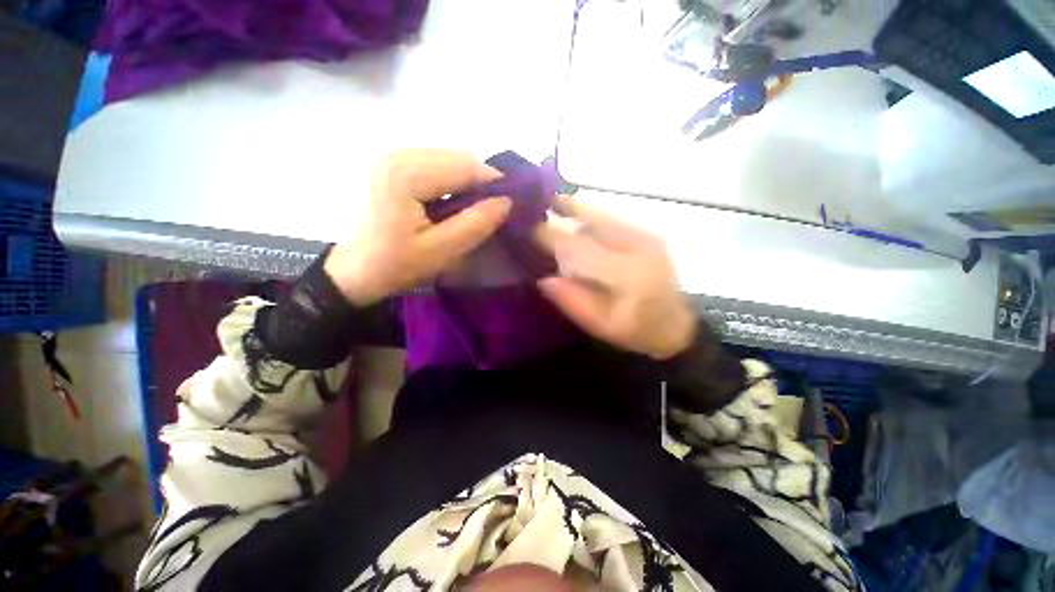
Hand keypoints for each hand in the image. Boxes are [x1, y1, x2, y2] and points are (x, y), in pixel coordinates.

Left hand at [324, 149, 511, 305]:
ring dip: (468, 183)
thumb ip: (476, 224)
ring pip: (451, 160)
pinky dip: (454, 182)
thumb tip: (507, 201)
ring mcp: (395, 156)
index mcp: (407, 174)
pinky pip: (438, 165)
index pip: (466, 167)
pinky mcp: (395, 165)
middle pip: (459, 158)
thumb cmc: (396, 265)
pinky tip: (454, 204)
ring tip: (474, 210)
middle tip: (492, 212)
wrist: (357, 270)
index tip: (509, 207)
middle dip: (481, 183)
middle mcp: (399, 154)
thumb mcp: (442, 251)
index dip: (493, 184)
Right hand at [535, 197, 696, 359]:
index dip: (551, 236)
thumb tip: (544, 279)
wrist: (677, 326)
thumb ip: (572, 301)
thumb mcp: (602, 326)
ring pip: (604, 216)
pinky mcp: (649, 235)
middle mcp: (638, 247)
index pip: (579, 249)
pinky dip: (592, 216)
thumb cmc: (637, 331)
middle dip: (565, 209)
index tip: (528, 229)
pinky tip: (577, 217)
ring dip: (578, 209)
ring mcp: (646, 237)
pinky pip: (613, 220)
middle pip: (594, 220)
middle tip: (539, 201)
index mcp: (627, 275)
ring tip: (553, 204)